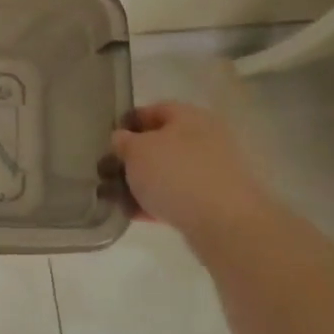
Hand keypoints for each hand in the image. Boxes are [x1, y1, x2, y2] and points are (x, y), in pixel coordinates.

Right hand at [109, 100, 277, 240]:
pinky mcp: (215, 201)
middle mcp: (205, 138)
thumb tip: (122, 139)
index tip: (109, 140)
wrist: (224, 223)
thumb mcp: (136, 151)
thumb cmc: (175, 173)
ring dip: (144, 183)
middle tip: (111, 172)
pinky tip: (137, 215)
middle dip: (134, 159)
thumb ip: (123, 142)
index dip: (128, 122)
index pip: (154, 110)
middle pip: (161, 143)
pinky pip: (179, 196)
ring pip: (169, 172)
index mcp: (189, 116)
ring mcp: (213, 171)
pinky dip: (158, 202)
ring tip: (119, 199)